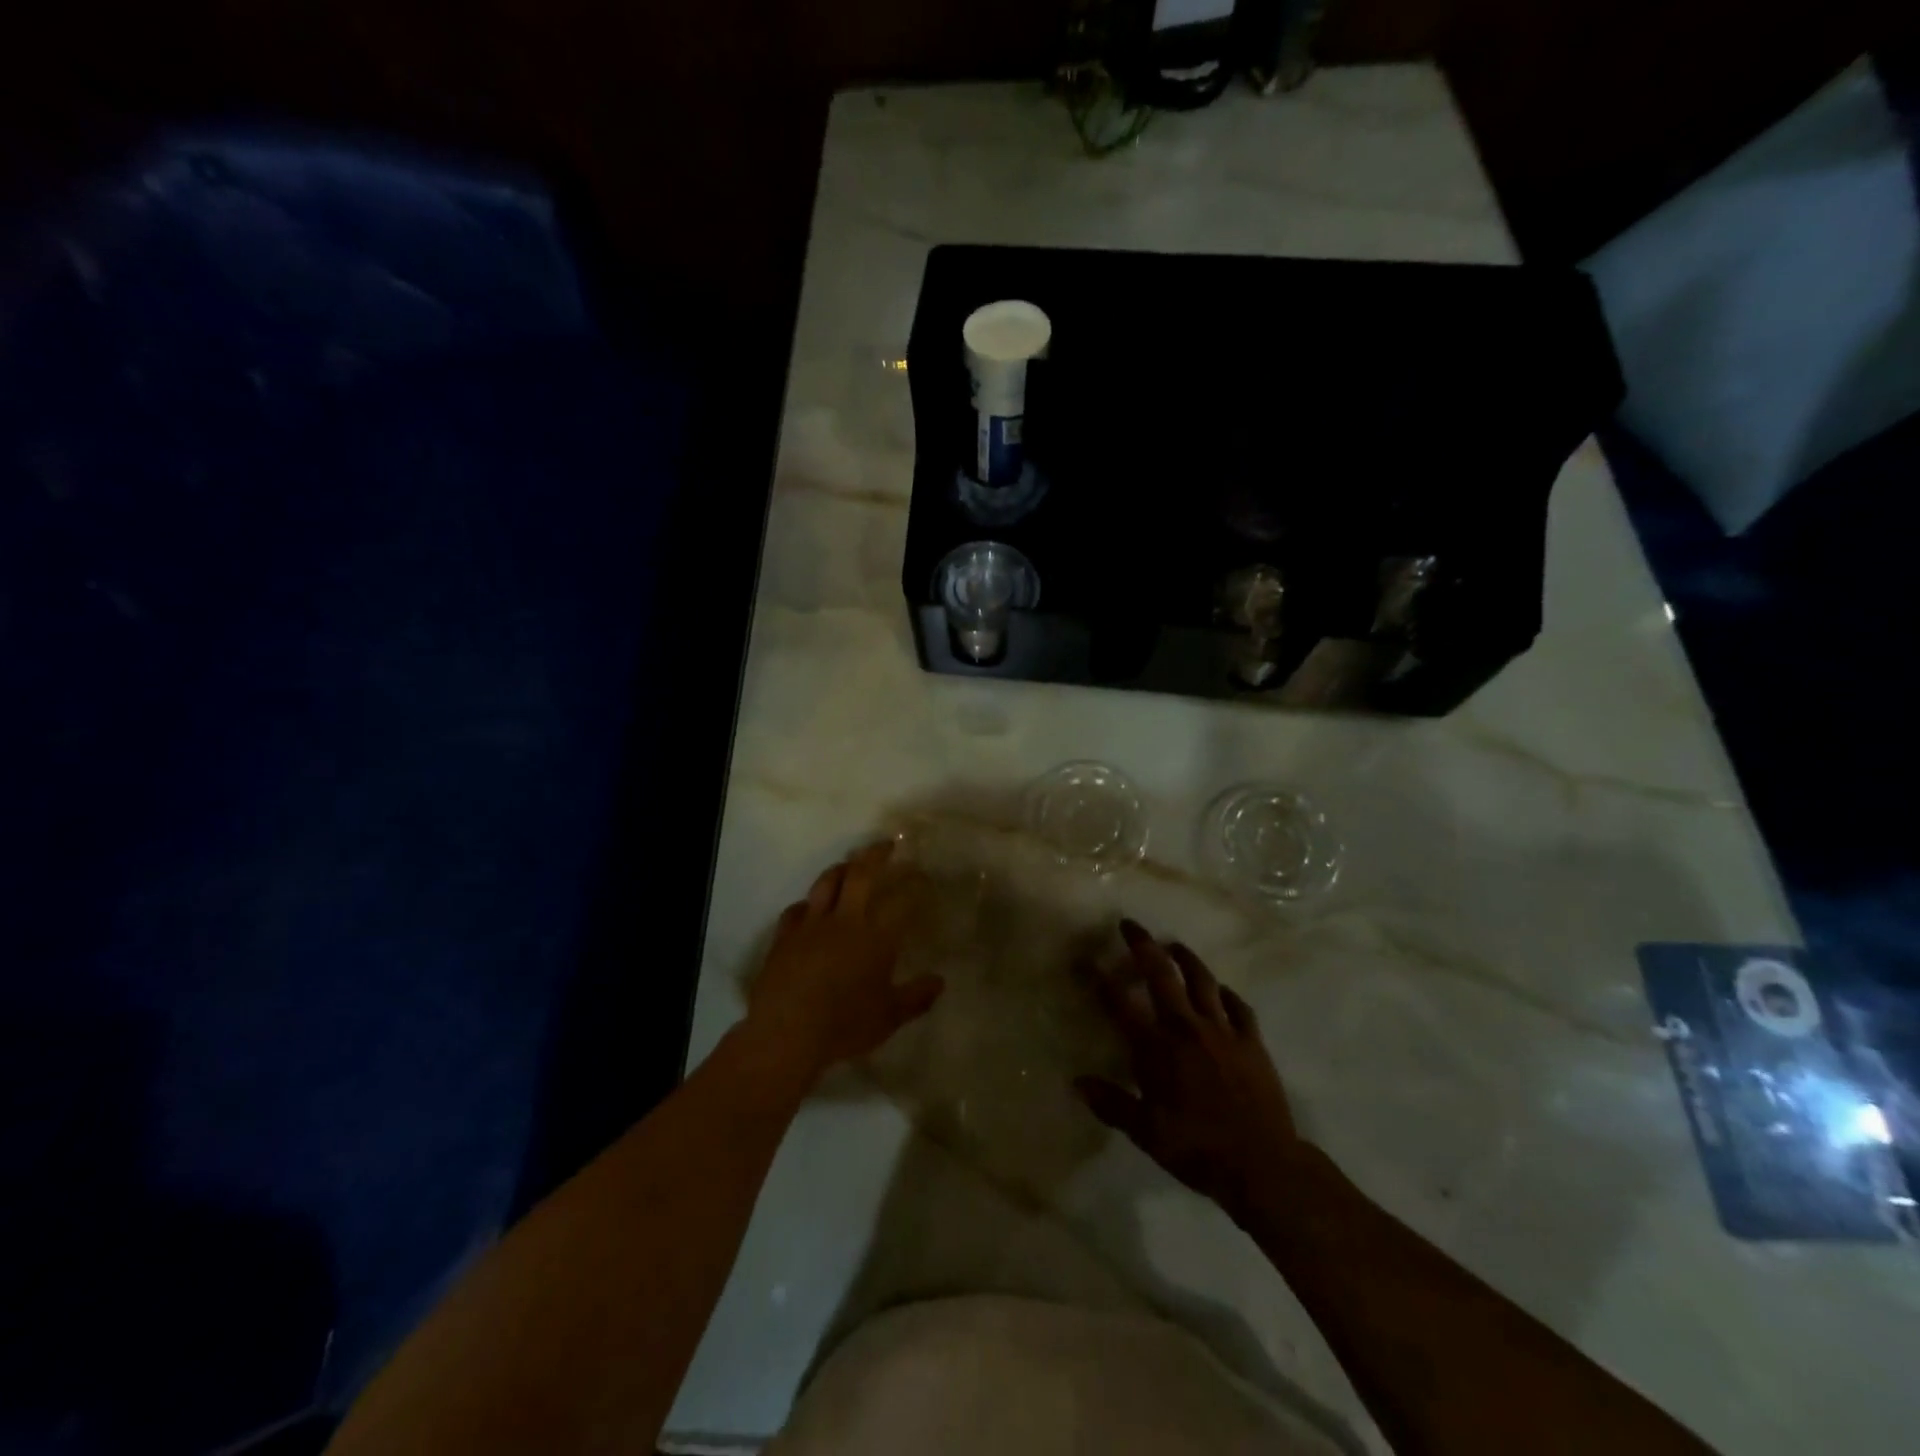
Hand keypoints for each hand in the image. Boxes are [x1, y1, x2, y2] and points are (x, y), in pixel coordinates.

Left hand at [745, 841, 944, 1080]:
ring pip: (826, 883)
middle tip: (887, 845)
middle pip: (860, 875)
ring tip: (850, 864)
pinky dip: (808, 904)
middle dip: (875, 855)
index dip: (914, 884)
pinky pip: (796, 909)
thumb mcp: (889, 1017)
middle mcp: (844, 920)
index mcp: (875, 937)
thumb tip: (939, 982)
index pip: (901, 900)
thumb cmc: (843, 1025)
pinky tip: (810, 907)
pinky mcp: (784, 936)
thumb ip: (916, 998)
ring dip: (841, 868)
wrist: (785, 1033)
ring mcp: (810, 925)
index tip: (922, 876)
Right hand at [1077, 920, 1305, 1221]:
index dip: (1099, 978)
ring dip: (1185, 958)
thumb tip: (1077, 1082)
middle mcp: (1186, 1028)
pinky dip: (1225, 994)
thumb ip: (1111, 1103)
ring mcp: (1223, 1031)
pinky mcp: (1252, 1042)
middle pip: (1162, 974)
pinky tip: (1220, 990)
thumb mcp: (1146, 1133)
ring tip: (1174, 945)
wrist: (1262, 1166)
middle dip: (1143, 946)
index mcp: (1156, 1048)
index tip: (1085, 958)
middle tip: (1130, 925)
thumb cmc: (1197, 1149)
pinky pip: (1238, 1007)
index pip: (1120, 1003)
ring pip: (1202, 981)